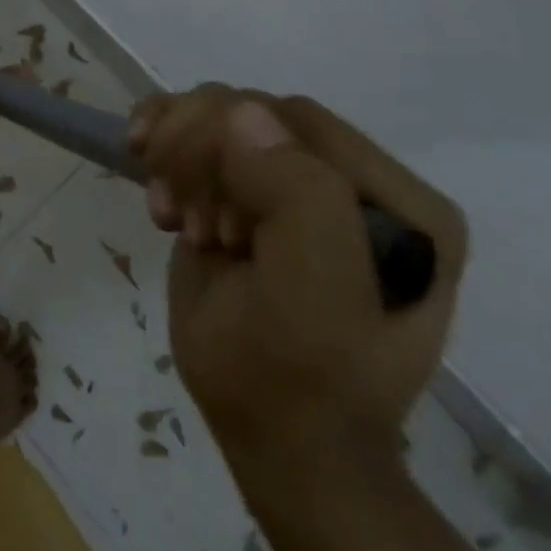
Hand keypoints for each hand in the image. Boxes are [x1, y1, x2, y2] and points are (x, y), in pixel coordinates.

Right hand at [130, 86, 467, 482]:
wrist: (277, 440)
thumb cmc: (297, 381)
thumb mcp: (313, 301)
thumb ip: (298, 199)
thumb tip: (242, 113)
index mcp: (399, 202)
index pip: (298, 122)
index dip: (231, 148)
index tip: (203, 217)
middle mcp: (353, 181)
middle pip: (252, 110)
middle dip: (198, 152)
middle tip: (182, 218)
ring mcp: (297, 181)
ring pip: (217, 112)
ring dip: (175, 152)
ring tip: (170, 213)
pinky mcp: (249, 188)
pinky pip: (196, 128)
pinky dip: (161, 139)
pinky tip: (151, 180)